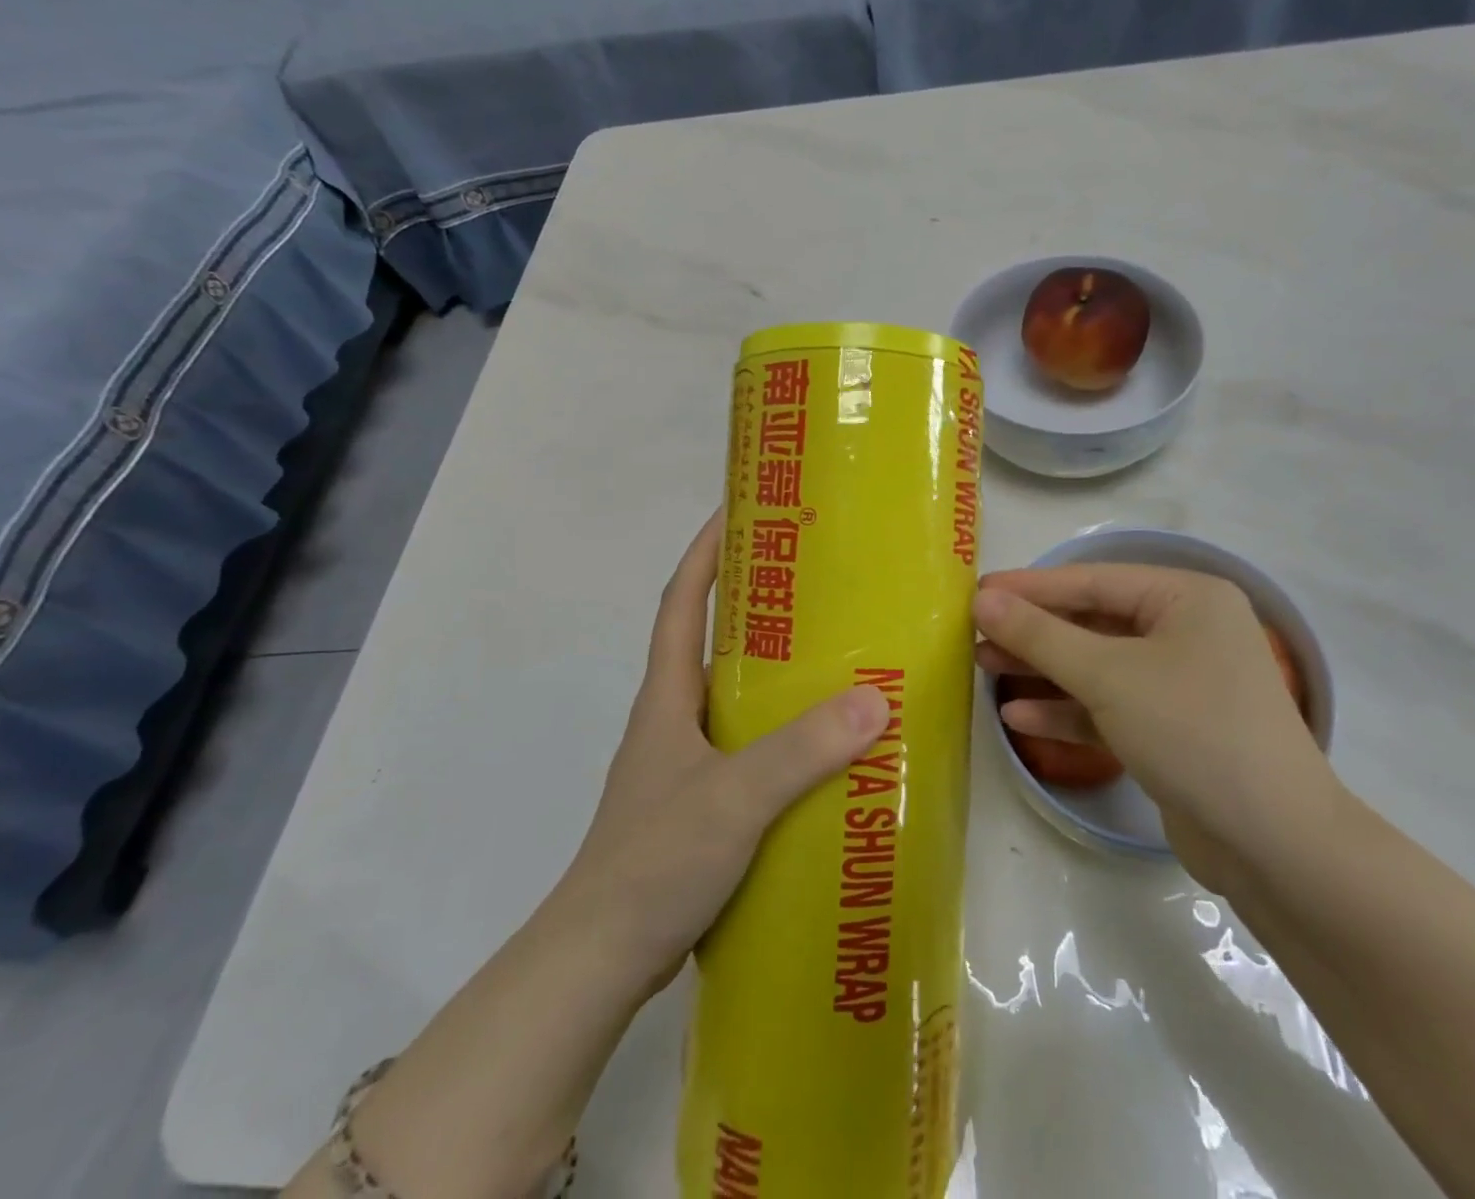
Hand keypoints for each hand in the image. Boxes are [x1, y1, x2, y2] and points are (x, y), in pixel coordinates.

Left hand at [557, 511, 890, 996]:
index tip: (739, 511)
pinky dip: (784, 737)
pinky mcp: (701, 805)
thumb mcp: (732, 798)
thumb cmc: (653, 862)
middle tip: (821, 587)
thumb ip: (799, 751)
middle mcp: (675, 719)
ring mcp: (685, 765)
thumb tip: (875, 699)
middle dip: (759, 607)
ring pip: (737, 699)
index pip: (682, 602)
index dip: (705, 553)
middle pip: (714, 643)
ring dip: (778, 676)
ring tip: (840, 661)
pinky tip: (826, 752)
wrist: (599, 962)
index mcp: (668, 697)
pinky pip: (750, 749)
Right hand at [974, 564, 1340, 890]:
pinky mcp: (1171, 729)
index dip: (1030, 586)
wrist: (1275, 845)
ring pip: (1097, 665)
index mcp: (1186, 598)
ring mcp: (1181, 682)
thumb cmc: (1192, 731)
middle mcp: (1186, 631)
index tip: (975, 592)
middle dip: (1033, 632)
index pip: (1092, 581)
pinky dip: (1068, 709)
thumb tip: (983, 599)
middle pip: (1092, 622)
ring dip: (1043, 668)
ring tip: (983, 668)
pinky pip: (1109, 706)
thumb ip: (1041, 635)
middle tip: (973, 634)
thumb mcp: (1108, 676)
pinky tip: (1020, 717)